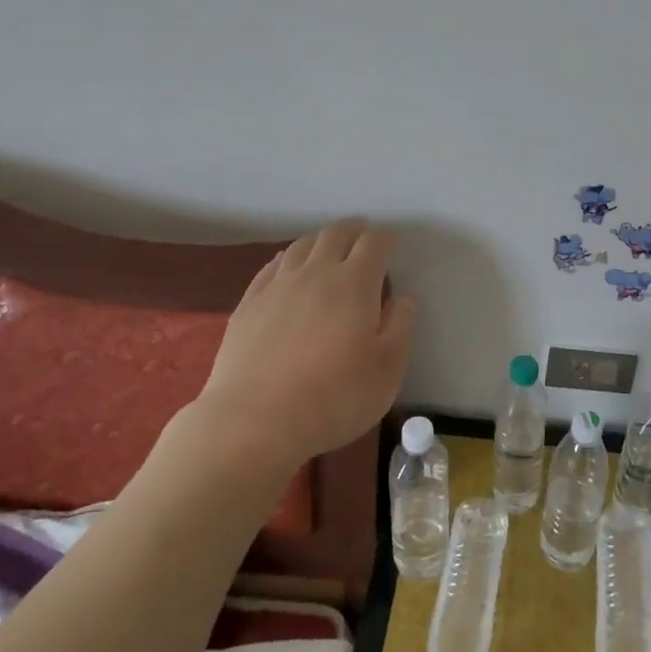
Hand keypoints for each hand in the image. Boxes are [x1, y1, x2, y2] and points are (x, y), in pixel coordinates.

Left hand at [193, 218, 415, 469]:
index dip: (386, 237)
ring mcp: (278, 285)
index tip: (392, 240)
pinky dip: (288, 258)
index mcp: (354, 283)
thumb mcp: (387, 370)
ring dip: (321, 240)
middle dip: (354, 230)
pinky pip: (272, 266)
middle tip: (363, 235)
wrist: (254, 421)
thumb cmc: (333, 398)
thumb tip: (401, 299)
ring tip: (328, 247)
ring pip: (302, 246)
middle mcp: (316, 272)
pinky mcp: (249, 303)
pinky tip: (288, 267)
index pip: (374, 243)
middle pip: (335, 235)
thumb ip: (400, 327)